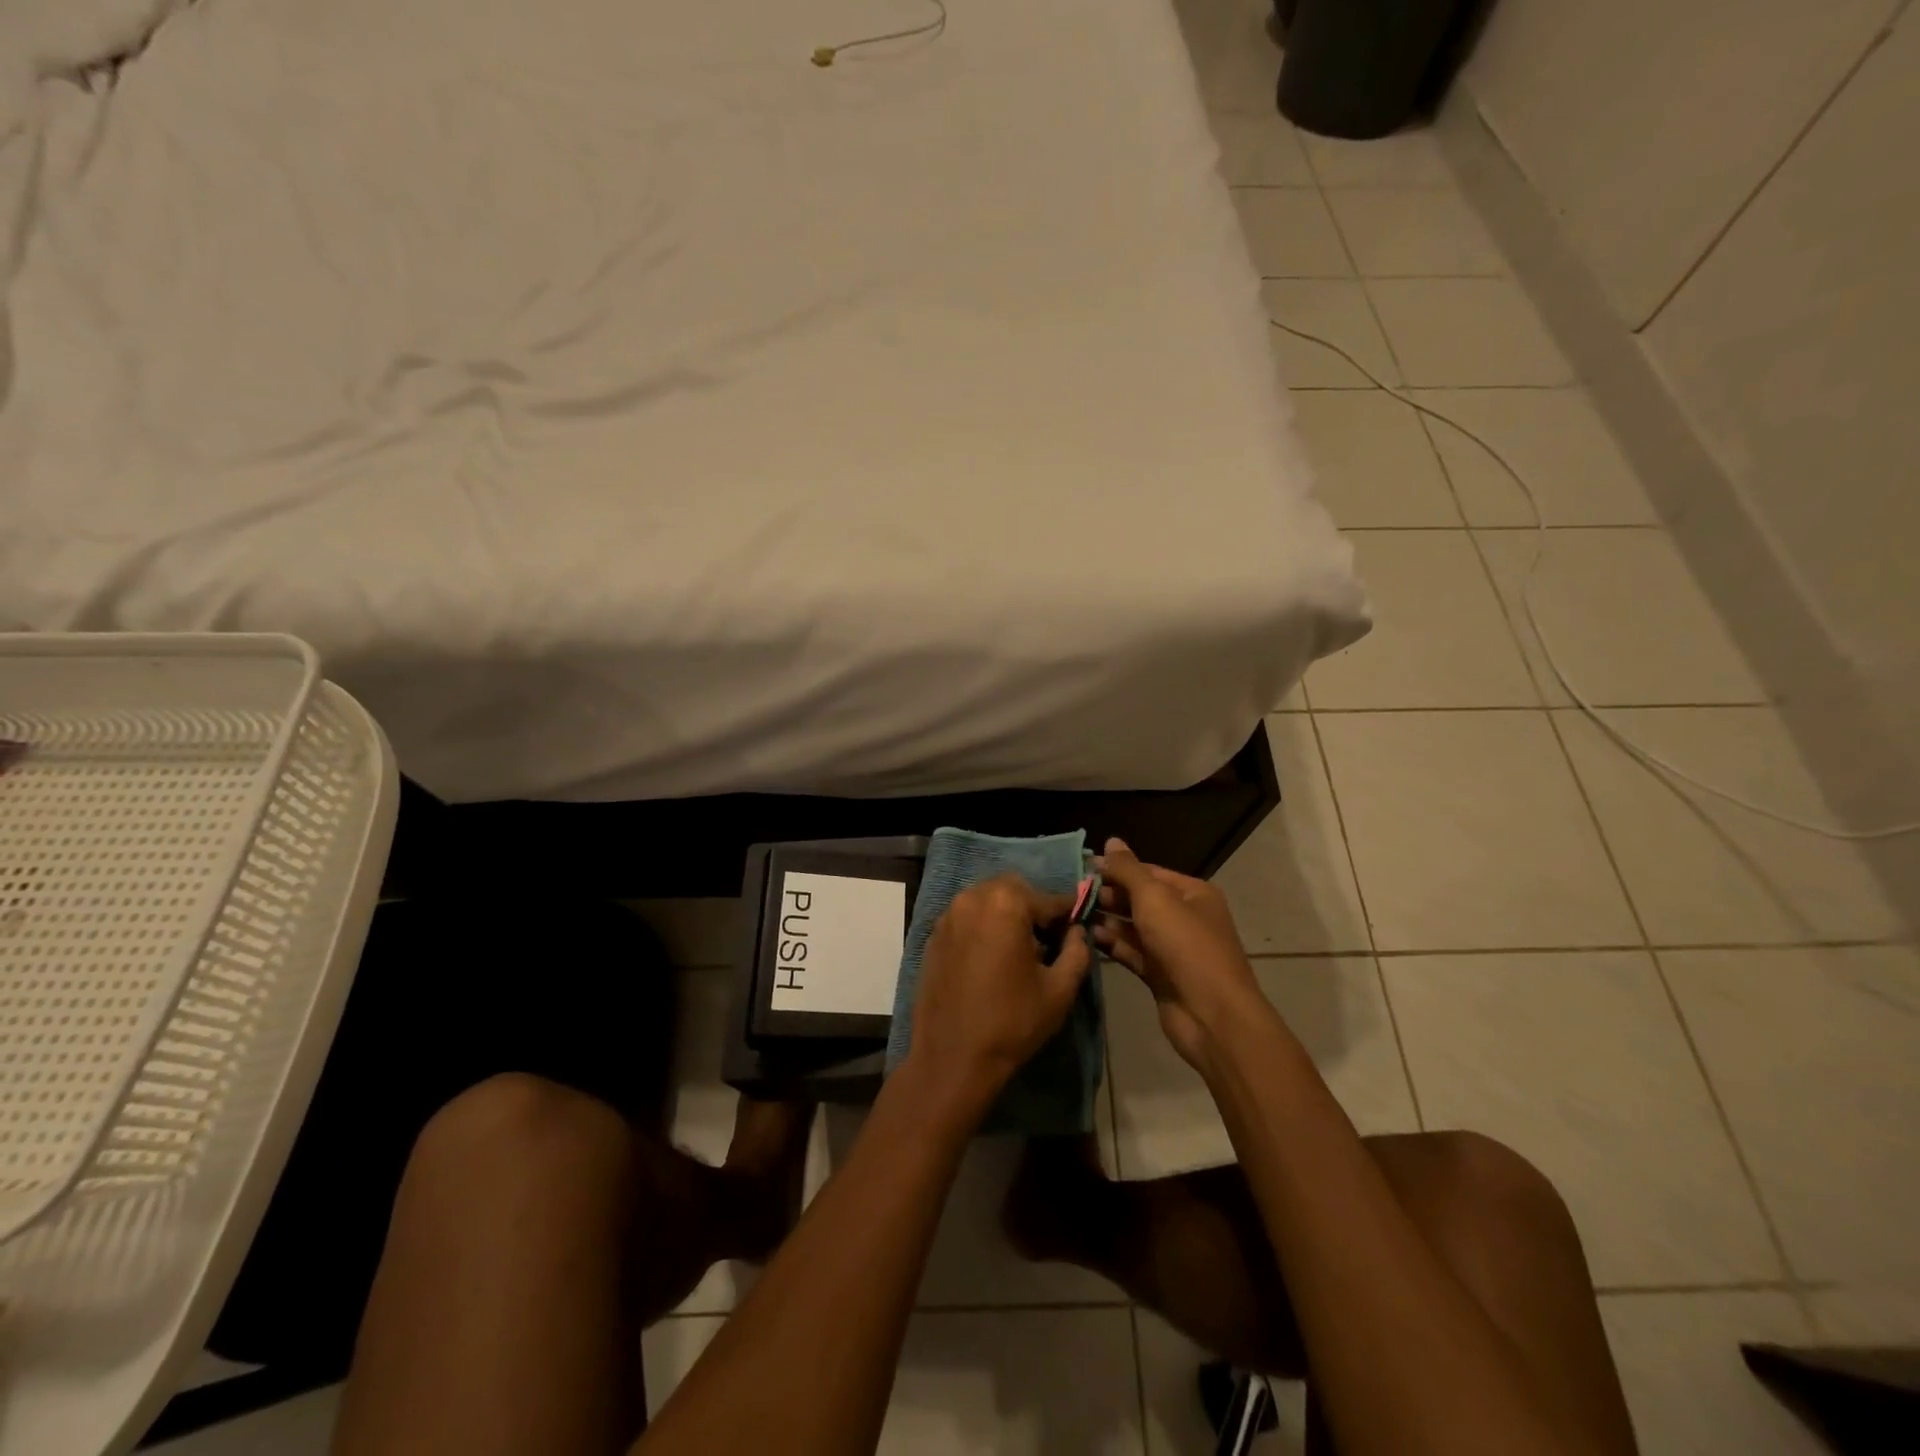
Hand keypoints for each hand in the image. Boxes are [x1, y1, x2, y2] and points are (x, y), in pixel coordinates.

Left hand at [905, 876, 1092, 1117]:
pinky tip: (991, 959)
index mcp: (1006, 904)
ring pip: (987, 900)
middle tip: (1046, 941)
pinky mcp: (933, 935)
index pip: (1049, 899)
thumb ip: (1077, 951)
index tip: (1077, 929)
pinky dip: (983, 927)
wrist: (952, 1058)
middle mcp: (972, 898)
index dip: (1068, 915)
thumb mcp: (1059, 990)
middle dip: (1033, 908)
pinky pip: (966, 918)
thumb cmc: (1012, 1022)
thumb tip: (1077, 931)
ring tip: (1018, 951)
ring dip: (1006, 915)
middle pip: (1014, 890)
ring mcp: (948, 915)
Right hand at [1094, 838, 1262, 1068]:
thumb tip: (1111, 841)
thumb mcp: (1154, 898)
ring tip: (1075, 914)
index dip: (1116, 868)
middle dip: (1109, 895)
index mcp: (1193, 893)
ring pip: (1134, 927)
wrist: (1212, 1015)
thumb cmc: (1185, 945)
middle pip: (1140, 899)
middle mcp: (1185, 917)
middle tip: (1073, 893)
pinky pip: (1133, 953)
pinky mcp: (1161, 975)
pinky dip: (1113, 945)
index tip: (1081, 868)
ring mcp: (1173, 949)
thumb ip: (1128, 870)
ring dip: (1107, 920)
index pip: (1148, 872)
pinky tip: (1089, 938)